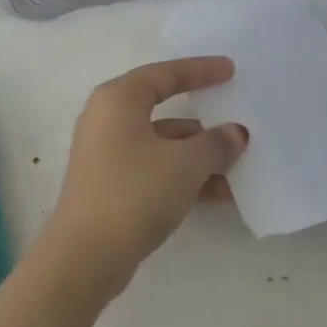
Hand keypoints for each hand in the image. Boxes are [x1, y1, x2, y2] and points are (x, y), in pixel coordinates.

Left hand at [40, 57, 248, 297]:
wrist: (86, 257)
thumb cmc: (134, 192)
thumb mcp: (185, 164)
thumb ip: (215, 143)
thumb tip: (235, 133)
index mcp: (118, 100)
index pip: (165, 74)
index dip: (200, 70)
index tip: (230, 70)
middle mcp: (108, 119)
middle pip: (165, 110)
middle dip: (205, 123)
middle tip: (237, 120)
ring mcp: (107, 154)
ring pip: (163, 145)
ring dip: (200, 156)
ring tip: (240, 168)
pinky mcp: (111, 185)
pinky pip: (156, 169)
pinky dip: (185, 176)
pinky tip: (220, 194)